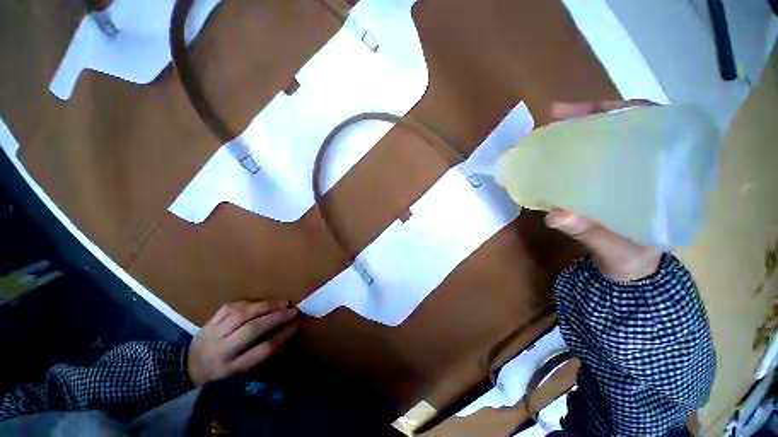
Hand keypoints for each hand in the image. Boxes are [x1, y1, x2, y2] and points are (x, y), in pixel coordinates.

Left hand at [187, 300, 298, 385]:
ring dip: (265, 305)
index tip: (297, 325)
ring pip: (241, 314)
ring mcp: (212, 334)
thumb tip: (286, 333)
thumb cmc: (219, 375)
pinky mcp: (208, 322)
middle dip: (277, 317)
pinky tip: (259, 302)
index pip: (261, 350)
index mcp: (231, 368)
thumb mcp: (240, 374)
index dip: (282, 336)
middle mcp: (221, 350)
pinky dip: (248, 302)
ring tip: (281, 301)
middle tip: (293, 309)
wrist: (185, 371)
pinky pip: (230, 307)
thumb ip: (261, 354)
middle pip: (252, 329)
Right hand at [545, 101, 661, 280]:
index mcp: (667, 175)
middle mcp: (649, 165)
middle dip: (592, 116)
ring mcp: (625, 172)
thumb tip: (558, 216)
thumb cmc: (633, 258)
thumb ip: (592, 233)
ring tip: (550, 128)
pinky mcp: (604, 182)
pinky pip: (590, 159)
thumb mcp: (617, 247)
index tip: (592, 108)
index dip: (622, 110)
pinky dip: (570, 153)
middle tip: (558, 115)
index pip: (653, 126)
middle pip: (624, 126)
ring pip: (605, 139)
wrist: (628, 269)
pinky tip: (551, 153)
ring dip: (577, 131)